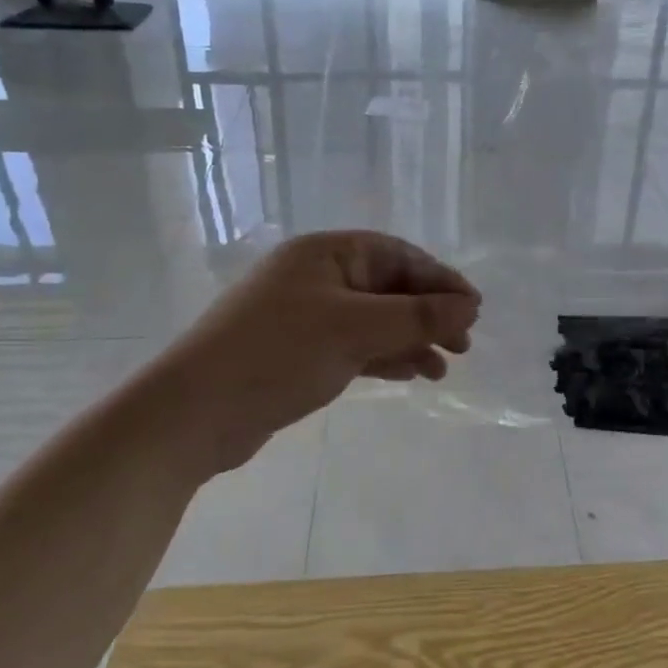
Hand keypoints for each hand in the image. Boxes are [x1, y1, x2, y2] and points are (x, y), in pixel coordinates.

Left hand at [156, 231, 480, 473]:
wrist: (194, 414)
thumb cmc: (278, 353)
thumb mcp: (354, 329)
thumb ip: (417, 316)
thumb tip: (470, 306)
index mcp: (326, 254)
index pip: (398, 256)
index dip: (440, 280)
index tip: (474, 309)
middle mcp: (317, 277)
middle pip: (388, 287)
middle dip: (428, 313)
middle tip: (464, 343)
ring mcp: (306, 315)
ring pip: (374, 320)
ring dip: (411, 339)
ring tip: (442, 368)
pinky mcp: (299, 352)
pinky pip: (355, 345)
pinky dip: (385, 357)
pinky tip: (412, 374)